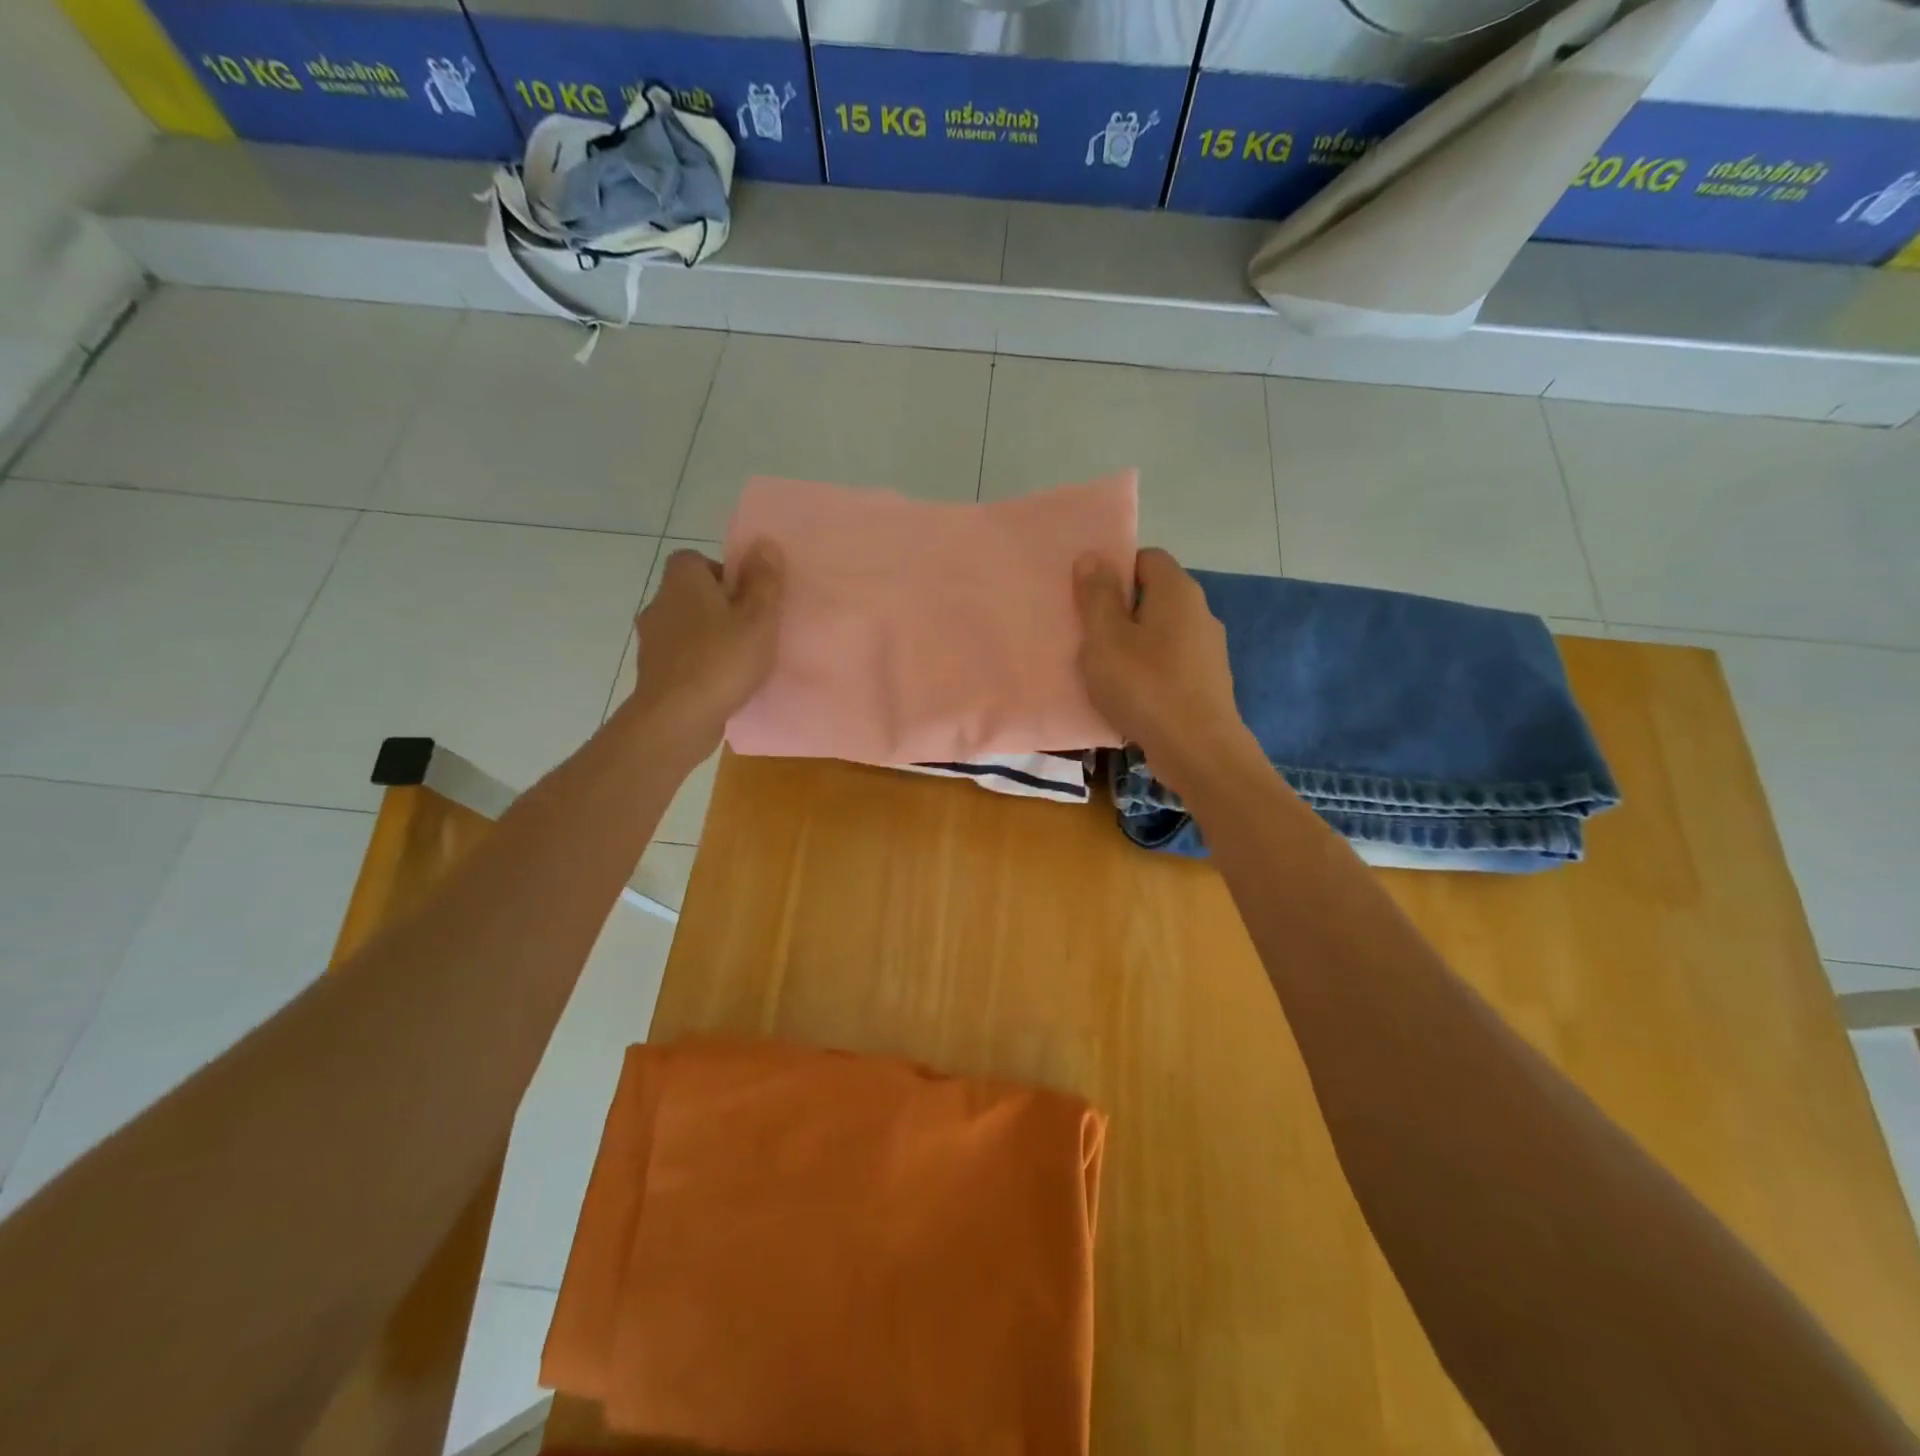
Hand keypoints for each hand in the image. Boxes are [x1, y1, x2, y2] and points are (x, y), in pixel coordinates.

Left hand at [624, 544, 784, 759]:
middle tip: (750, 630)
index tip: (747, 599)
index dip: (723, 574)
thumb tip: (763, 544)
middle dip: (719, 608)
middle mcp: (660, 604)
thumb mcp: (758, 619)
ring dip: (709, 638)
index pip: (695, 560)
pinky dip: (698, 664)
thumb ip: (764, 582)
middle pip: (691, 594)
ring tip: (739, 660)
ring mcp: (652, 640)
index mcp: (683, 582)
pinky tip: (721, 683)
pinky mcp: (652, 672)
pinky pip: (681, 657)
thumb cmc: (722, 661)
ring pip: (686, 627)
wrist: (677, 718)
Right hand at [1073, 548, 1254, 791]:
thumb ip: (1097, 596)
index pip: (1146, 557)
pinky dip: (1148, 670)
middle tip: (1087, 632)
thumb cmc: (1145, 686)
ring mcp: (1208, 649)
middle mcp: (1200, 612)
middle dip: (1120, 608)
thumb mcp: (1105, 638)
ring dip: (1133, 643)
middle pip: (1154, 595)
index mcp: (1177, 591)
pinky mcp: (1208, 682)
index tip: (1087, 595)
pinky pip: (1170, 662)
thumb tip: (1093, 557)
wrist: (1197, 750)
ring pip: (1161, 632)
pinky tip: (1129, 694)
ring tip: (1103, 667)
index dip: (1115, 569)